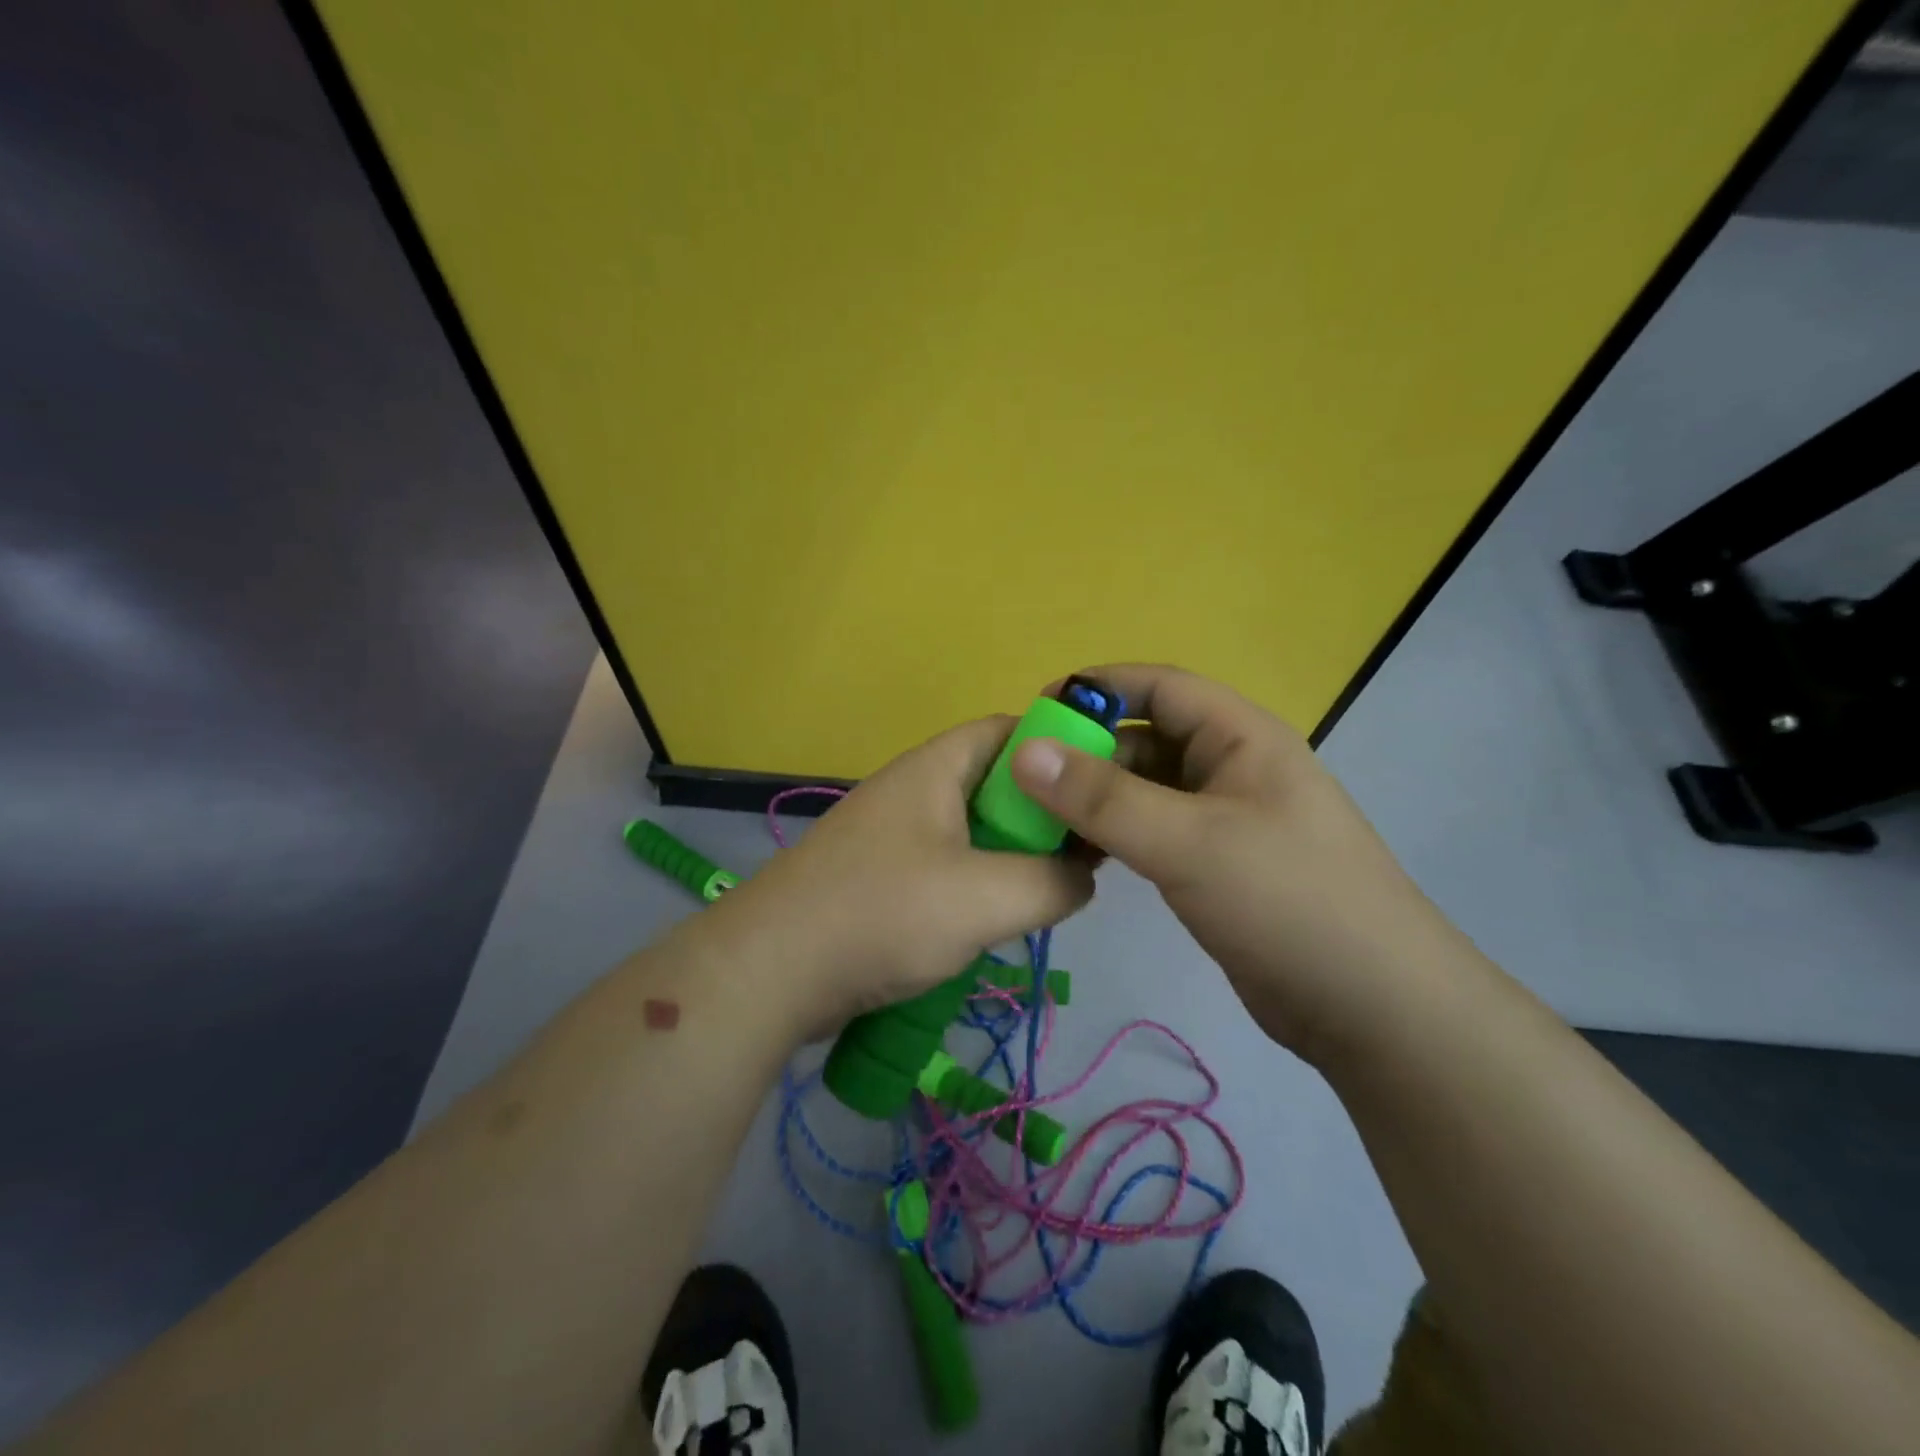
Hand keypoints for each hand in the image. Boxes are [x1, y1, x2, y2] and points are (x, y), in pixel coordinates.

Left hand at [704, 716, 1094, 1037]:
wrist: (770, 971)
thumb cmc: (883, 914)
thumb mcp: (987, 897)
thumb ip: (1053, 881)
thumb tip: (1081, 877)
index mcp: (935, 768)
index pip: (1009, 730)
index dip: (1059, 750)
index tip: (1098, 790)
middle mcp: (913, 789)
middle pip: (995, 783)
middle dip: (1041, 814)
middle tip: (1080, 854)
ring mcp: (891, 834)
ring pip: (971, 830)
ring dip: (1010, 856)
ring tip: (1046, 891)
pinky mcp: (879, 877)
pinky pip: (945, 866)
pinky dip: (977, 885)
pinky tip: (993, 922)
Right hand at [1008, 663, 1452, 1059]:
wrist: (1374, 1009)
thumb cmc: (1288, 902)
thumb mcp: (1189, 841)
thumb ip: (1103, 797)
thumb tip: (1025, 751)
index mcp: (1241, 737)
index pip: (1159, 687)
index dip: (1097, 689)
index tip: (1036, 714)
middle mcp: (1232, 768)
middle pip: (1146, 738)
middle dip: (1088, 752)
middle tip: (1025, 781)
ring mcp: (1225, 820)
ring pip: (1145, 790)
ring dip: (1096, 798)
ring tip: (1039, 821)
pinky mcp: (1216, 866)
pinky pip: (1153, 832)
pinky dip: (1114, 835)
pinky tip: (1079, 856)